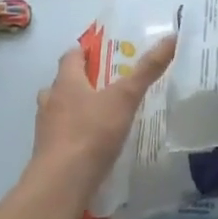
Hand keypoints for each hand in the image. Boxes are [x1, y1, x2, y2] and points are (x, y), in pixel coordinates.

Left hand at [30, 34, 175, 196]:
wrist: (63, 181)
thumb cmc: (92, 133)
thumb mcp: (125, 98)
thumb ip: (146, 71)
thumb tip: (171, 37)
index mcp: (66, 83)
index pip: (71, 57)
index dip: (83, 51)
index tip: (98, 51)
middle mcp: (51, 101)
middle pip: (62, 84)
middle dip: (79, 82)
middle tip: (104, 85)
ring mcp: (46, 129)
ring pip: (58, 111)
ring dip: (74, 109)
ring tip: (99, 115)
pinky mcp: (48, 153)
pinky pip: (61, 136)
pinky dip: (73, 135)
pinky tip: (91, 144)